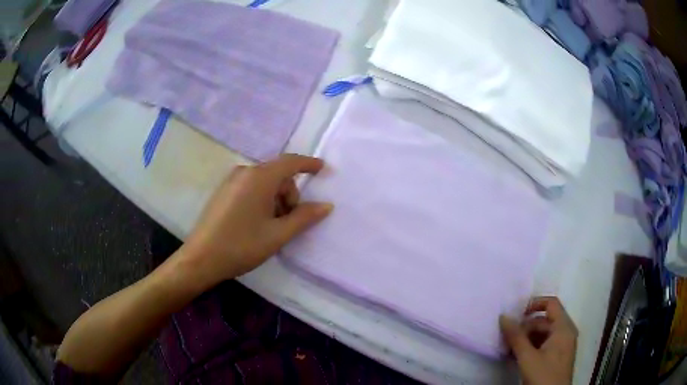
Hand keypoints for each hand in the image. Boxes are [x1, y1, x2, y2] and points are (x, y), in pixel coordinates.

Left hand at [180, 154, 332, 284]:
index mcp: (259, 177)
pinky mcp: (223, 191)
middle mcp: (244, 172)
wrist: (201, 258)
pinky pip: (250, 187)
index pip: (290, 162)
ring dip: (275, 199)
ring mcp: (231, 181)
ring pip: (264, 182)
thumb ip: (304, 217)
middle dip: (290, 194)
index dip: (308, 164)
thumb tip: (326, 205)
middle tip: (289, 222)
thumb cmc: (242, 245)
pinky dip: (261, 199)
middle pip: (277, 174)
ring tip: (271, 227)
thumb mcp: (277, 234)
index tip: (323, 169)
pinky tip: (256, 223)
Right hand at [500, 297, 577, 384]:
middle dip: (526, 327)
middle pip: (545, 320)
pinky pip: (545, 344)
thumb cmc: (543, 375)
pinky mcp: (558, 356)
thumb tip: (503, 316)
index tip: (517, 315)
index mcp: (563, 327)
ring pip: (544, 333)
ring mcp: (563, 345)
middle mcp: (566, 332)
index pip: (551, 304)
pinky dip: (532, 347)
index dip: (534, 304)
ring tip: (510, 349)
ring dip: (527, 338)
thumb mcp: (527, 357)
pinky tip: (518, 357)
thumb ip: (516, 337)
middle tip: (508, 338)